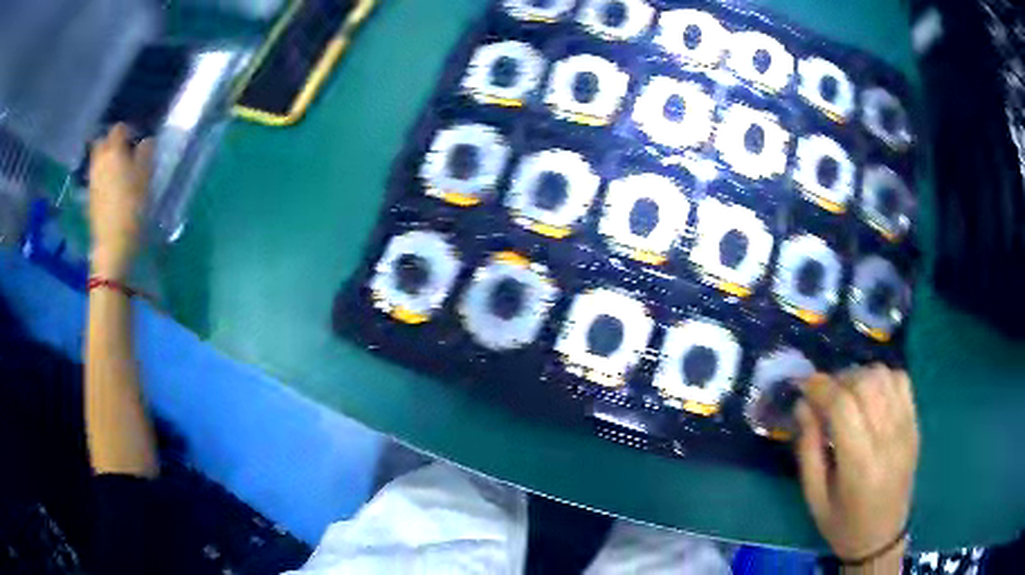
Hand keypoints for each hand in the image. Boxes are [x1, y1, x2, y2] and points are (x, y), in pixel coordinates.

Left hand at [88, 124, 152, 279]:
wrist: (113, 244)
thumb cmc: (132, 207)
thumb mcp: (146, 177)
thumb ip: (146, 154)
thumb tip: (145, 141)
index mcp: (114, 150)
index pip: (119, 128)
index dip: (128, 130)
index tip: (137, 139)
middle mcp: (100, 160)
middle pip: (103, 141)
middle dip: (112, 142)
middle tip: (125, 151)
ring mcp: (92, 179)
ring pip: (97, 159)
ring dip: (106, 159)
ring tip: (118, 169)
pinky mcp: (90, 197)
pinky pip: (96, 176)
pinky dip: (102, 175)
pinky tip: (111, 186)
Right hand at [795, 365, 918, 564]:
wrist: (882, 536)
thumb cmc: (843, 523)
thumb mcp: (814, 497)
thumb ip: (807, 449)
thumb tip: (802, 404)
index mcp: (860, 465)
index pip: (843, 406)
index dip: (820, 387)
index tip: (804, 386)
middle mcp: (888, 440)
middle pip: (865, 383)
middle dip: (838, 379)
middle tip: (823, 392)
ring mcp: (906, 428)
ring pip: (884, 375)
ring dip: (859, 375)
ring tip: (846, 392)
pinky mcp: (915, 423)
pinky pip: (901, 380)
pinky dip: (881, 377)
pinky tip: (870, 394)